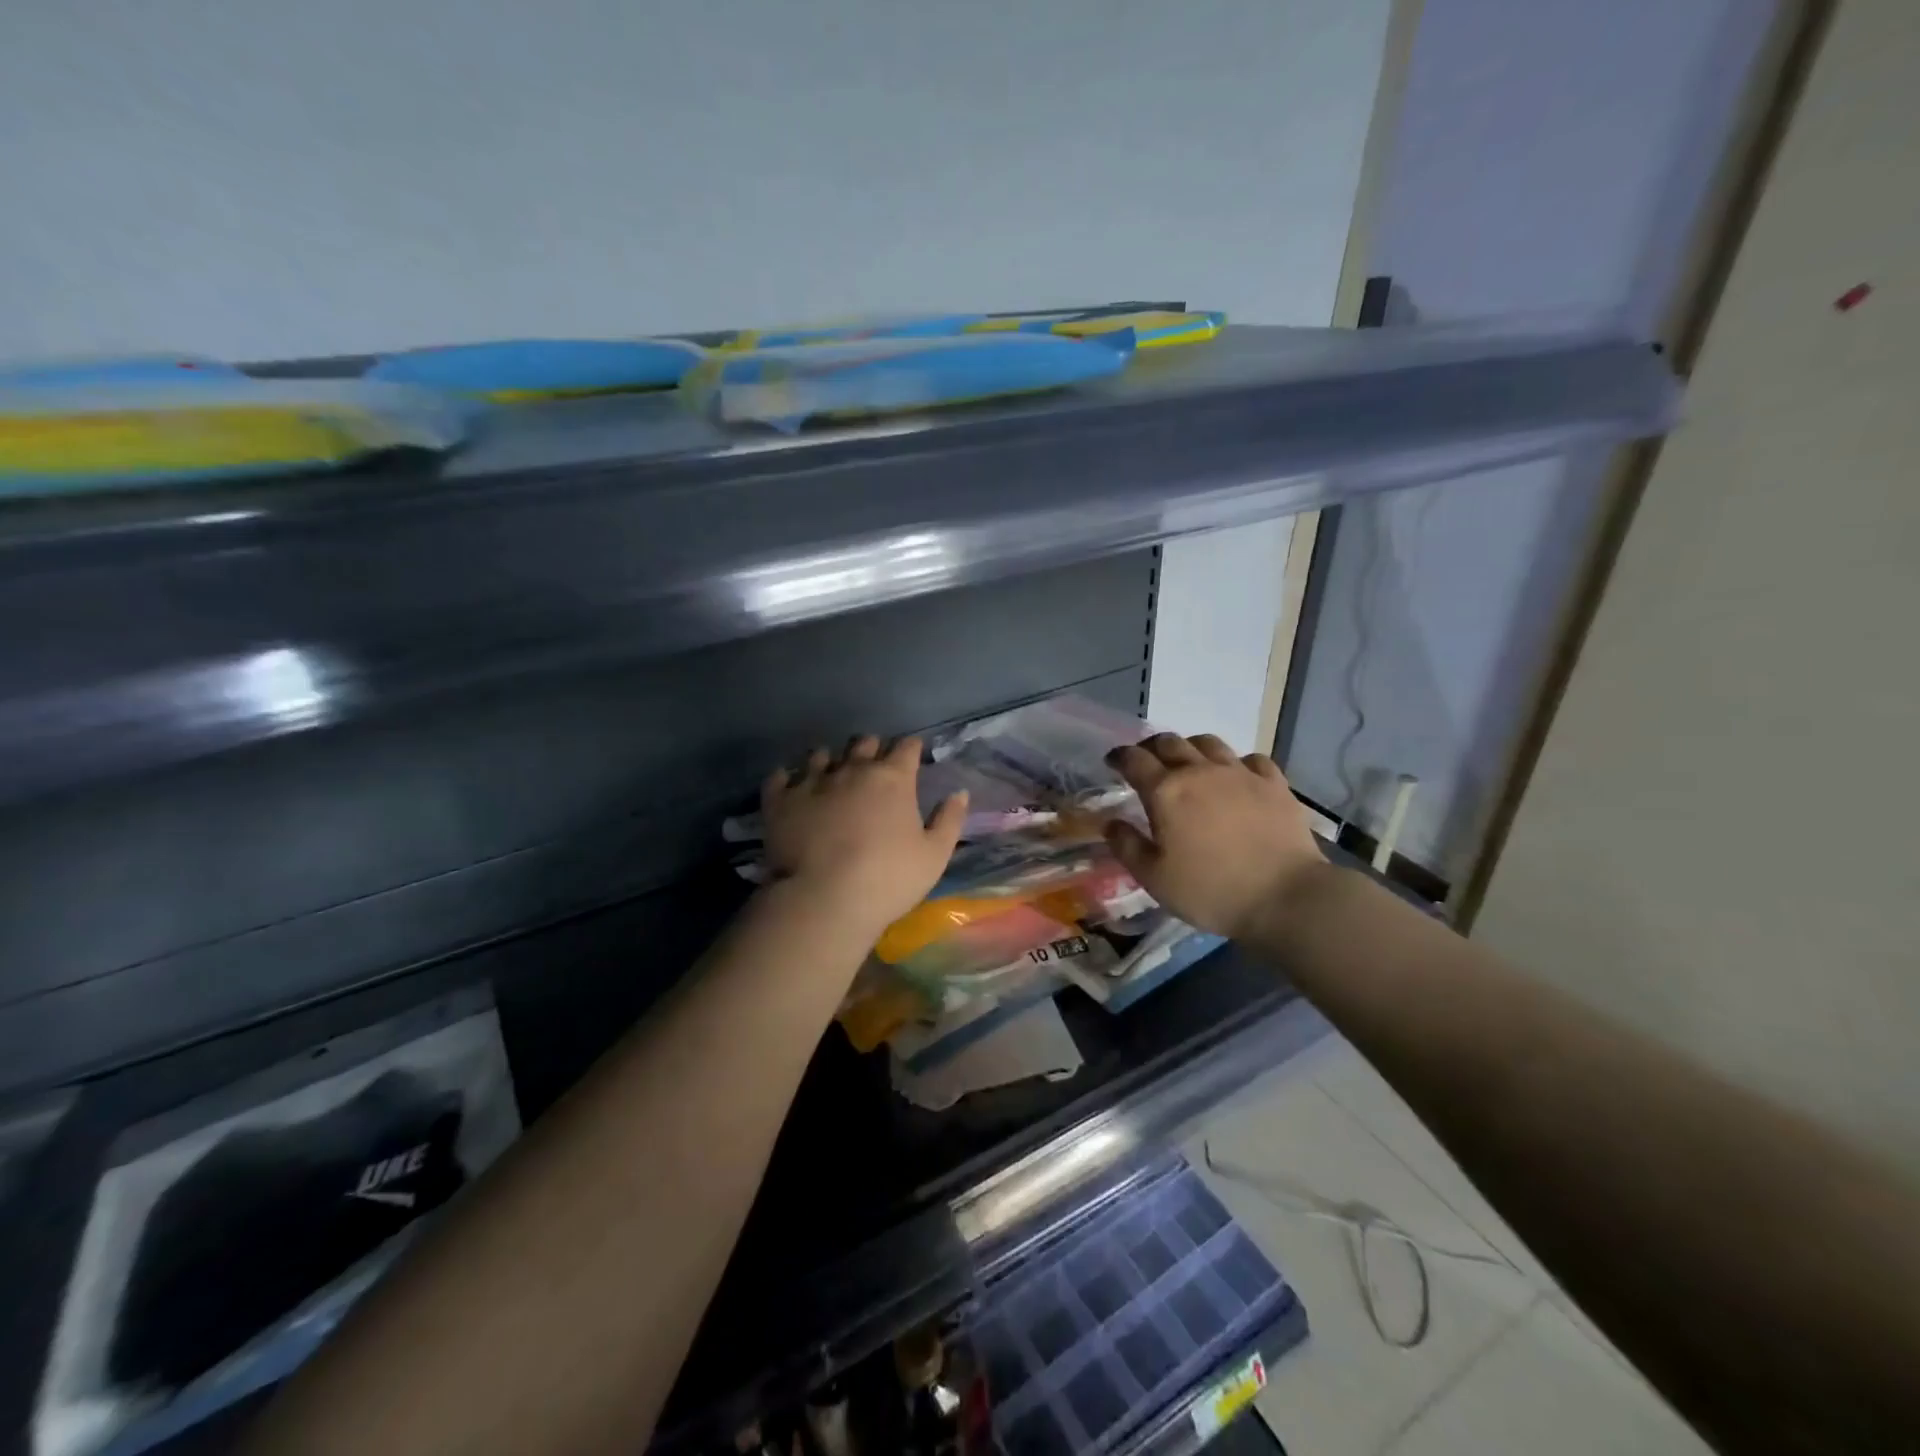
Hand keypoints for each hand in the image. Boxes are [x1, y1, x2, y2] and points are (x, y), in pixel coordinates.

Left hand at [760, 735, 966, 937]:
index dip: (911, 749)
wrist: (824, 899)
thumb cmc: (889, 879)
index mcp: (893, 778)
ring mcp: (812, 782)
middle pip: (864, 742)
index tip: (913, 758)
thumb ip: (949, 820)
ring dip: (831, 761)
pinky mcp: (780, 800)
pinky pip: (780, 776)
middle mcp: (852, 769)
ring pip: (822, 754)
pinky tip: (791, 786)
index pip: (907, 747)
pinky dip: (788, 778)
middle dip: (872, 749)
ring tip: (832, 775)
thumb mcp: (935, 855)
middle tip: (874, 768)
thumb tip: (959, 792)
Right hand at [1103, 733, 1327, 939]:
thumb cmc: (1210, 891)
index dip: (1119, 757)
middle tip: (1147, 761)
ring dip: (1191, 747)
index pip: (1134, 760)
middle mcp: (1200, 771)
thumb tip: (1111, 823)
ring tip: (1189, 762)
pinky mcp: (1274, 783)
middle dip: (1152, 747)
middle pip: (1170, 742)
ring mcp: (1240, 773)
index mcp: (1165, 791)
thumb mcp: (1154, 878)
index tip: (1113, 762)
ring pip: (1209, 743)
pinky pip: (1251, 759)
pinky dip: (1237, 763)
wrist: (1284, 897)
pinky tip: (1237, 777)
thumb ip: (1127, 846)